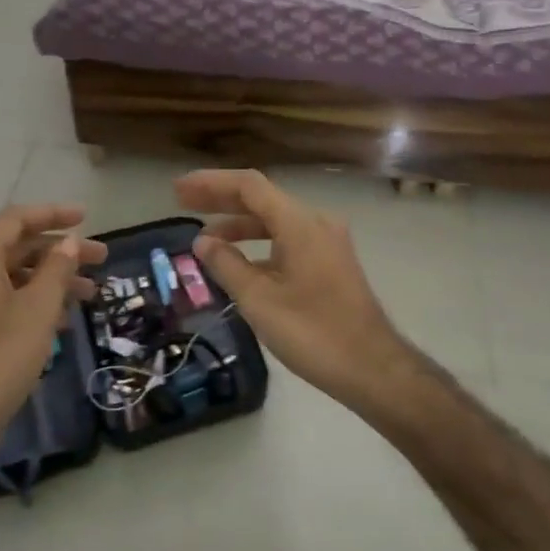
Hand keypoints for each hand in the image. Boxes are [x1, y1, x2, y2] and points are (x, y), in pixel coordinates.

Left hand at [0, 205, 106, 467]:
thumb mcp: (37, 309)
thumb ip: (56, 270)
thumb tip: (68, 243)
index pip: (16, 220)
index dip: (53, 214)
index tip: (86, 218)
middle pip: (16, 247)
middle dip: (60, 251)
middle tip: (100, 259)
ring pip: (12, 277)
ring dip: (51, 280)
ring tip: (90, 294)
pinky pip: (3, 301)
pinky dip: (33, 302)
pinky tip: (62, 322)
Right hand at [174, 170, 409, 409]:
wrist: (371, 367)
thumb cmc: (312, 332)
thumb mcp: (259, 300)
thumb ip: (227, 265)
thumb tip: (203, 241)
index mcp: (300, 223)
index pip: (249, 186)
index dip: (211, 183)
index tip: (178, 189)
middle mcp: (316, 223)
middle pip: (262, 199)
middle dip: (221, 199)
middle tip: (182, 202)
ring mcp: (327, 243)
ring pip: (275, 221)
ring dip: (239, 224)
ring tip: (205, 237)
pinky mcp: (330, 263)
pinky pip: (288, 240)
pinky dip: (260, 244)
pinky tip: (238, 263)